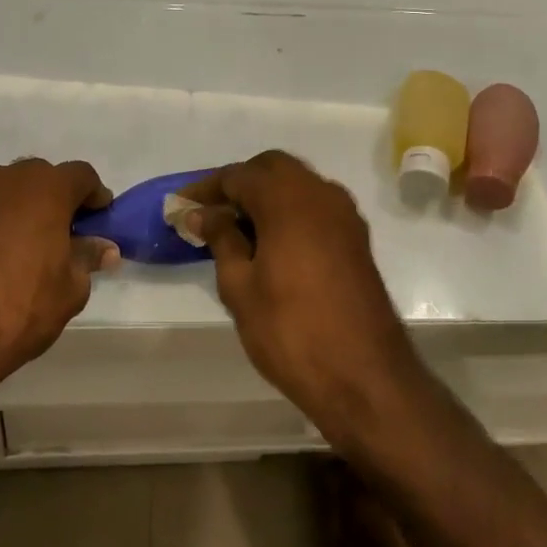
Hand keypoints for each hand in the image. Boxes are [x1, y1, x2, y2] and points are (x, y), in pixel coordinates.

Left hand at [0, 160, 117, 380]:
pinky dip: (1, 223)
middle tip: (69, 233)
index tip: (100, 221)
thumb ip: (87, 258)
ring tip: (35, 246)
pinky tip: (4, 256)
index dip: (95, 196)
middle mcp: (10, 180)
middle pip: (44, 178)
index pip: (82, 176)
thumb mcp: (70, 287)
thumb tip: (103, 248)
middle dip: (59, 199)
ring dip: (28, 209)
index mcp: (47, 187)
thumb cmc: (22, 302)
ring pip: (12, 192)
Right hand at [179, 152, 419, 432]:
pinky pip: (315, 207)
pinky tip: (270, 244)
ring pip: (297, 185)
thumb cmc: (291, 331)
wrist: (365, 378)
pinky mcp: (356, 238)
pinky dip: (289, 212)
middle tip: (210, 214)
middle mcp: (320, 193)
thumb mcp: (240, 287)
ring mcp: (344, 215)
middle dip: (239, 184)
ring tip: (235, 231)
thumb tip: (203, 214)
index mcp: (288, 198)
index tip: (180, 208)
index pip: (238, 176)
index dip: (206, 189)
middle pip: (272, 169)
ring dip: (266, 197)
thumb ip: (221, 239)